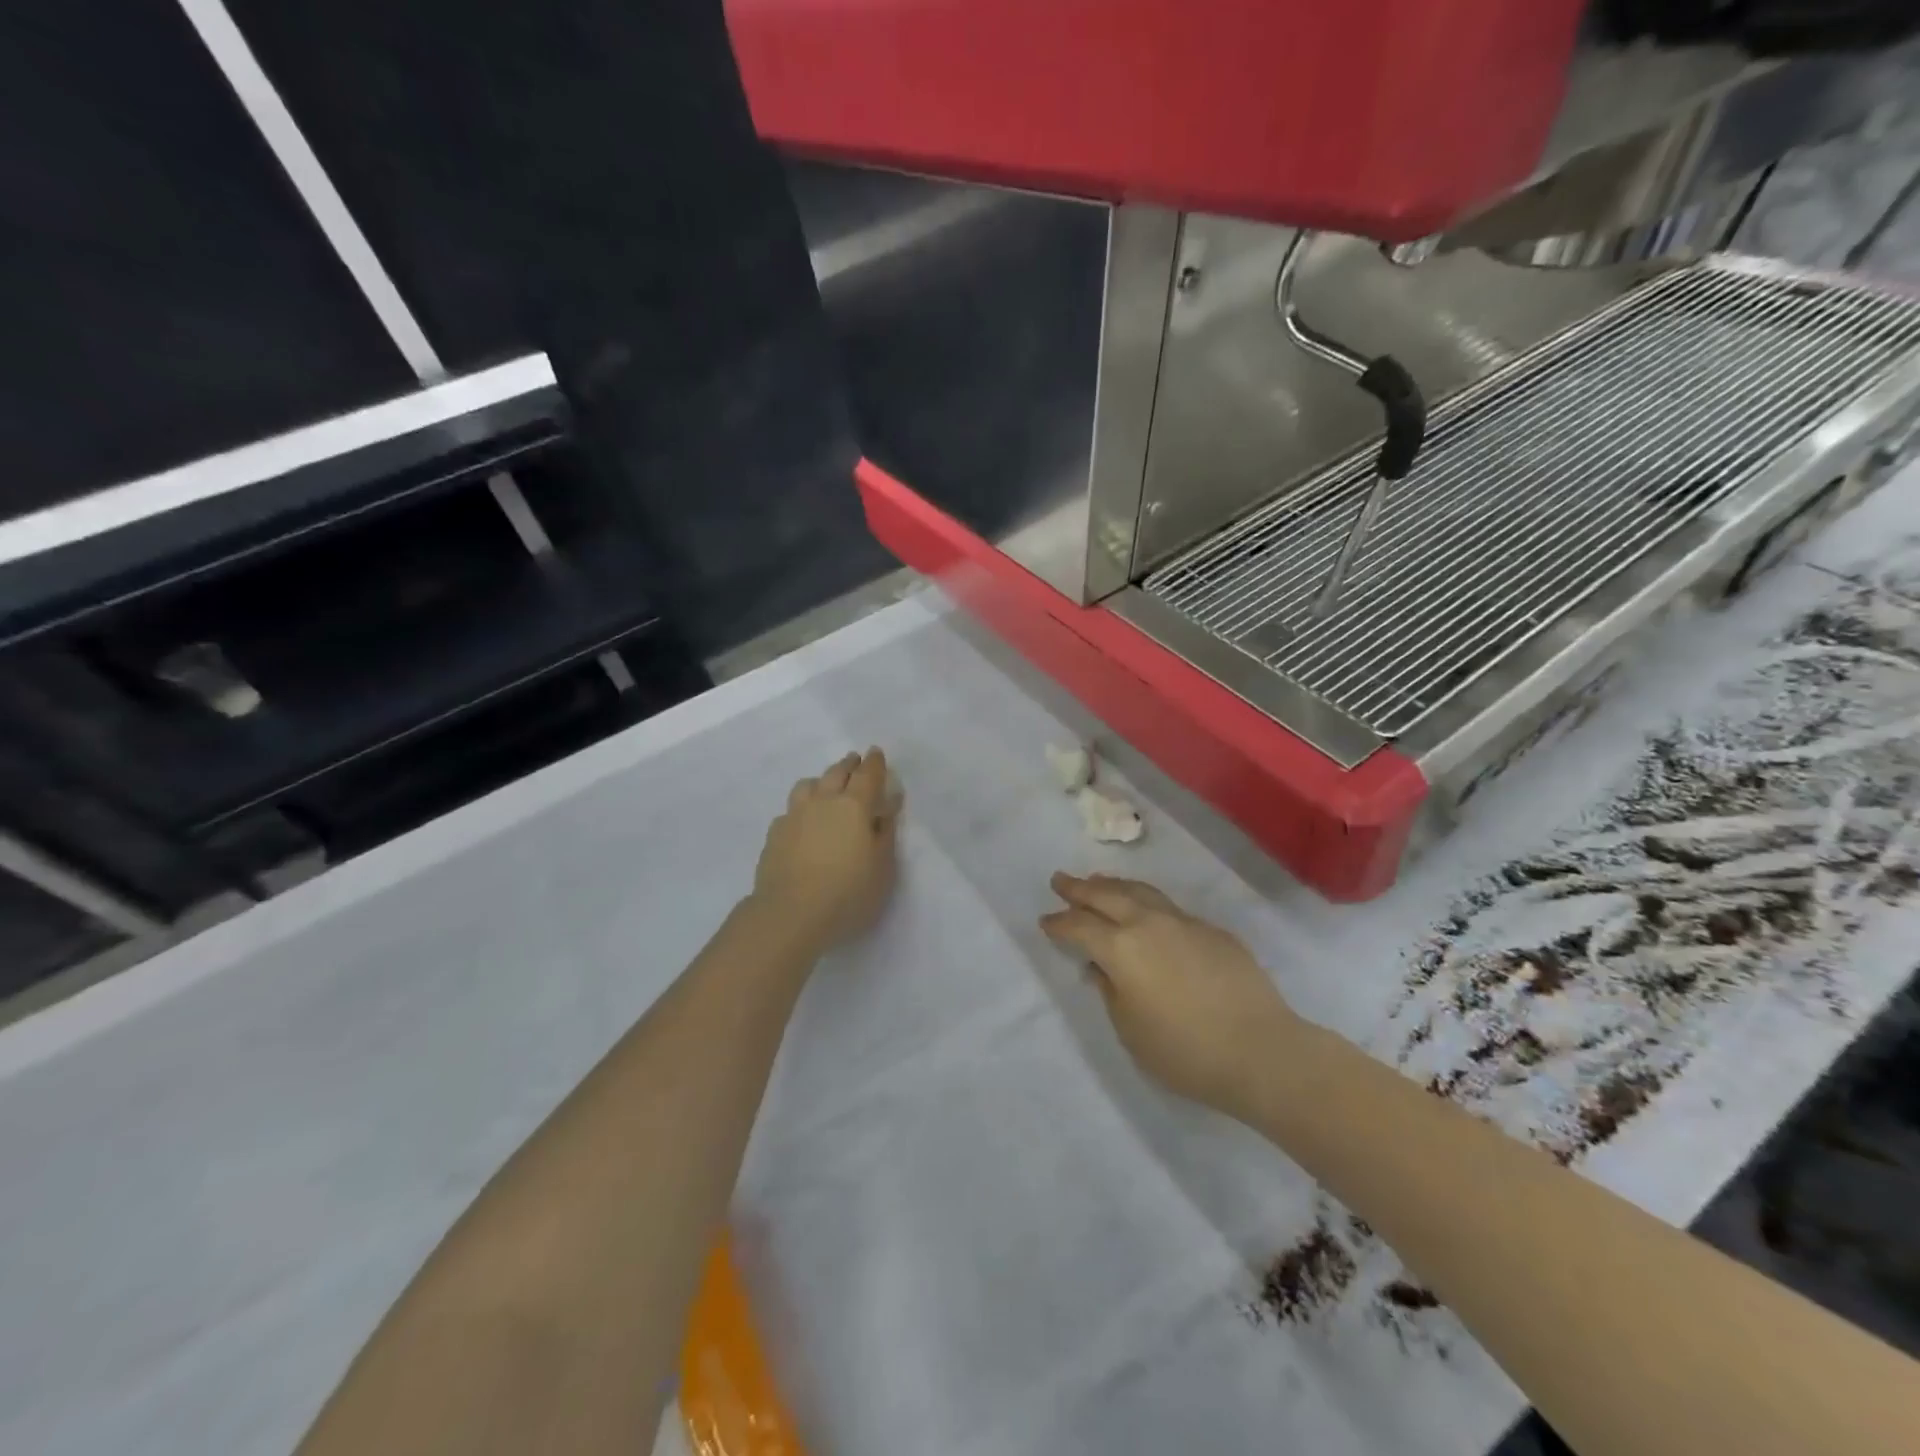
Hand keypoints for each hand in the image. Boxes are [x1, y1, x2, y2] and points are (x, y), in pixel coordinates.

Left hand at [752, 749, 900, 951]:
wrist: (790, 914)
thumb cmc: (848, 893)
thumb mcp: (883, 867)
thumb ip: (885, 832)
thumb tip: (888, 805)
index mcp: (854, 806)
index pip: (867, 775)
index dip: (874, 763)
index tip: (876, 753)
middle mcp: (823, 801)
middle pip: (836, 773)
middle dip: (848, 765)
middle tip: (855, 762)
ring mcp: (794, 816)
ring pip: (807, 785)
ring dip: (821, 781)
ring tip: (826, 787)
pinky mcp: (774, 834)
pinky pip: (790, 810)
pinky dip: (801, 808)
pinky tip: (802, 821)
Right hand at [1040, 873, 1300, 1116]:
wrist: (1261, 1051)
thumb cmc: (1185, 1051)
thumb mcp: (1130, 1030)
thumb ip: (1110, 991)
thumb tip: (1102, 967)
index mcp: (1121, 948)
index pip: (1080, 926)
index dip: (1059, 923)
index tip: (1045, 921)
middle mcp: (1149, 924)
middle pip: (1106, 895)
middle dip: (1080, 888)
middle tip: (1060, 880)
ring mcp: (1184, 922)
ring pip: (1141, 892)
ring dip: (1114, 886)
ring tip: (1098, 881)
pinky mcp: (1212, 931)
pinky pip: (1169, 908)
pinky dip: (1147, 903)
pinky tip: (1147, 913)